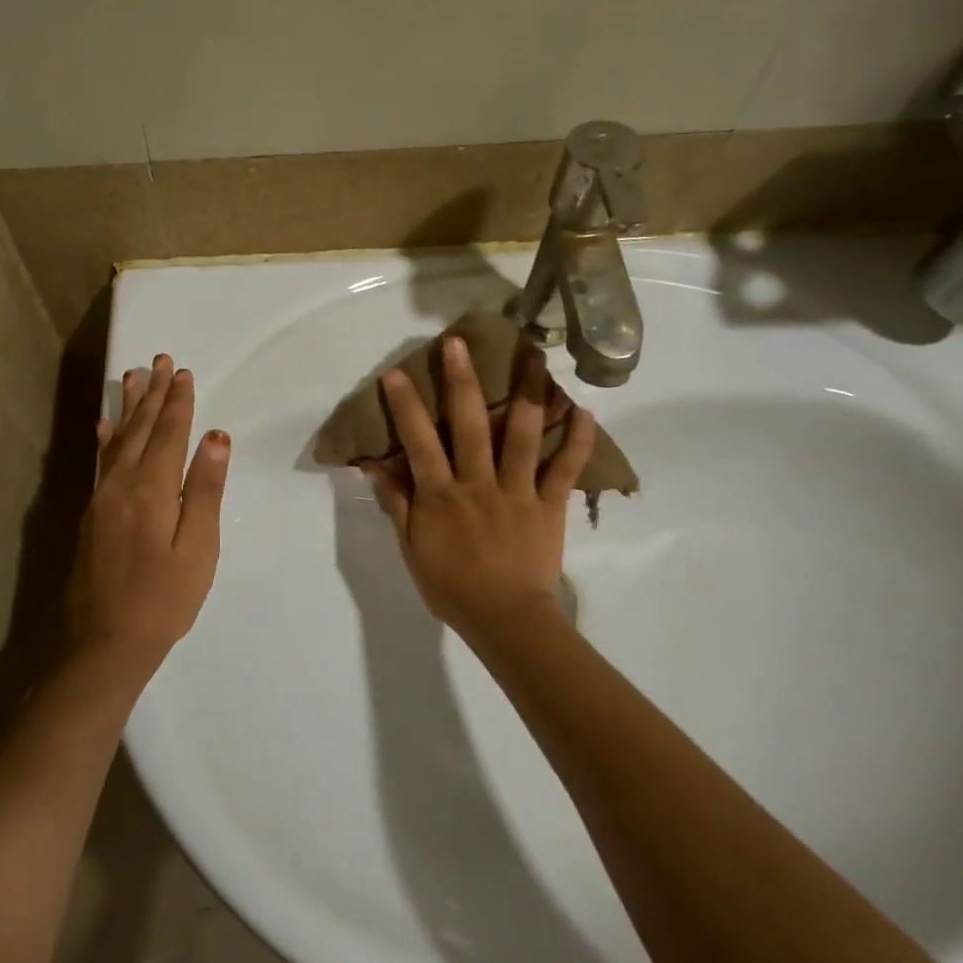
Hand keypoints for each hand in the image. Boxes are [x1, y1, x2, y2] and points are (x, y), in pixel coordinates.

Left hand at [66, 354, 229, 671]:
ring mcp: (100, 499)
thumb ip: (205, 490)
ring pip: (116, 440)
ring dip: (128, 407)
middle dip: (153, 394)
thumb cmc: (164, 600)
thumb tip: (216, 437)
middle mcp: (121, 484)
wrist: (104, 643)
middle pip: (141, 429)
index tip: (184, 372)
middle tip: (160, 360)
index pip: (169, 433)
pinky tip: (102, 426)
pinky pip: (100, 462)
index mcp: (153, 489)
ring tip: (132, 376)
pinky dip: (104, 439)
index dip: (178, 402)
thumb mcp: (198, 548)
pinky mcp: (91, 515)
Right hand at [365, 335, 596, 640]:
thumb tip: (378, 469)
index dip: (407, 407)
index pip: (419, 442)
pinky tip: (584, 410)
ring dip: (527, 393)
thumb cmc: (452, 587)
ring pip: (522, 435)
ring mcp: (518, 491)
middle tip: (460, 343)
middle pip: (469, 425)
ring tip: (534, 357)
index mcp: (442, 495)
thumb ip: (398, 507)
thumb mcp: (412, 551)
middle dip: (463, 381)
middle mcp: (478, 483)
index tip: (398, 374)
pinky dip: (576, 440)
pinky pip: (565, 468)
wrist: (505, 620)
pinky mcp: (549, 504)